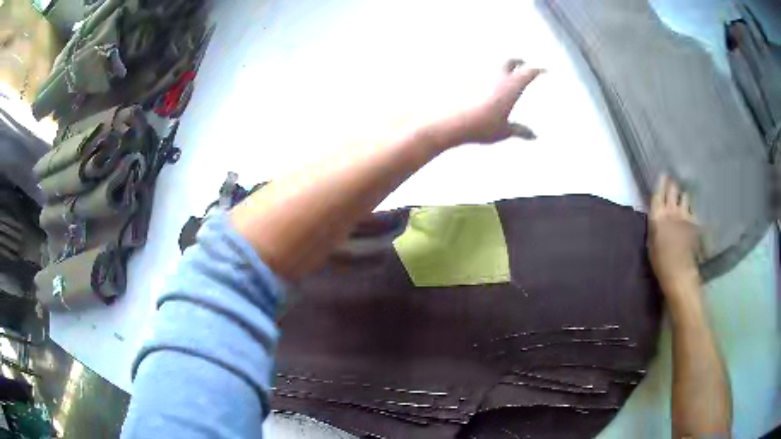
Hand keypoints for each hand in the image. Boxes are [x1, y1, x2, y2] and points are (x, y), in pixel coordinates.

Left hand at [437, 60, 542, 145]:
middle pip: (510, 61)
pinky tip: (488, 86)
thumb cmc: (481, 127)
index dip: (539, 70)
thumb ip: (520, 131)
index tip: (546, 70)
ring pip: (495, 67)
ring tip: (507, 75)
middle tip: (524, 63)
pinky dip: (490, 77)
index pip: (529, 72)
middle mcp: (496, 77)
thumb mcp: (504, 131)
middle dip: (519, 61)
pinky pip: (482, 76)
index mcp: (511, 86)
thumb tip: (534, 136)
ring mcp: (480, 77)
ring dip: (503, 68)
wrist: (450, 122)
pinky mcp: (467, 82)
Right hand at [648, 175, 701, 293]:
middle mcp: (672, 210)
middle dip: (672, 184)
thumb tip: (657, 215)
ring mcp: (685, 215)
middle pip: (673, 189)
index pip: (658, 192)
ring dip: (683, 196)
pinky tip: (691, 213)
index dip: (661, 182)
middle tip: (672, 182)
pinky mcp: (695, 222)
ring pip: (685, 196)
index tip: (663, 175)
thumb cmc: (661, 262)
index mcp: (658, 216)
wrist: (680, 273)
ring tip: (683, 198)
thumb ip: (655, 225)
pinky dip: (691, 209)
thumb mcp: (651, 243)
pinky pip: (693, 210)